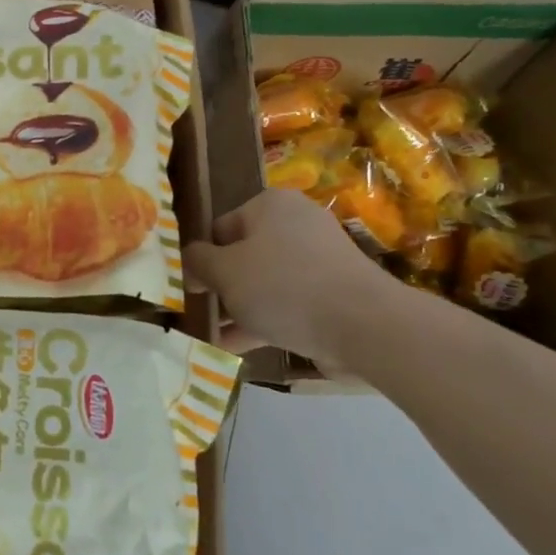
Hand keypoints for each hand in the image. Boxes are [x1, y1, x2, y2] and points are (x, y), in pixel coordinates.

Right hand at [183, 188, 393, 371]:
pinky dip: (263, 322)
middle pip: (243, 256)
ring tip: (210, 337)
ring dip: (238, 309)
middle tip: (199, 314)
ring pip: (265, 284)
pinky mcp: (333, 294)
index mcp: (269, 205)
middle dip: (221, 287)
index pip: (220, 228)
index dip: (202, 259)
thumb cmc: (283, 286)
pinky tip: (234, 349)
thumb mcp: (225, 272)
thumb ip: (199, 262)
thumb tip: (191, 260)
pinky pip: (287, 304)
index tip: (191, 288)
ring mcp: (319, 261)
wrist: (364, 325)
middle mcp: (296, 225)